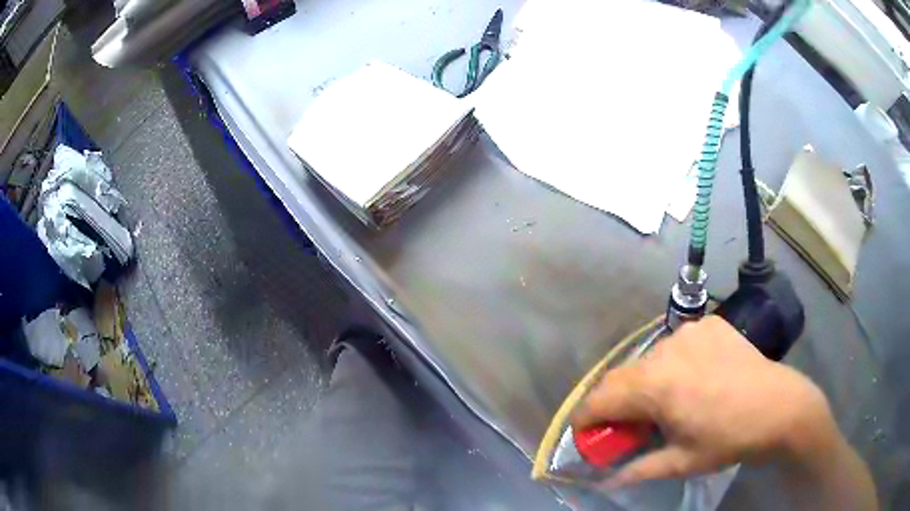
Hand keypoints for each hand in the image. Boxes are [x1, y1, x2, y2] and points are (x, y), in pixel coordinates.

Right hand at [572, 315, 835, 486]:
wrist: (778, 407)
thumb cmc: (728, 439)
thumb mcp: (680, 463)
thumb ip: (637, 470)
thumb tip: (606, 480)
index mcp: (657, 386)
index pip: (601, 398)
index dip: (584, 417)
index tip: (584, 434)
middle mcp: (667, 350)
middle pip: (622, 375)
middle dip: (614, 402)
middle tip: (626, 425)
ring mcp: (690, 332)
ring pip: (649, 359)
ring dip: (645, 382)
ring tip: (666, 403)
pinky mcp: (709, 324)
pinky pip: (677, 344)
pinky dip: (673, 364)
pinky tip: (693, 378)